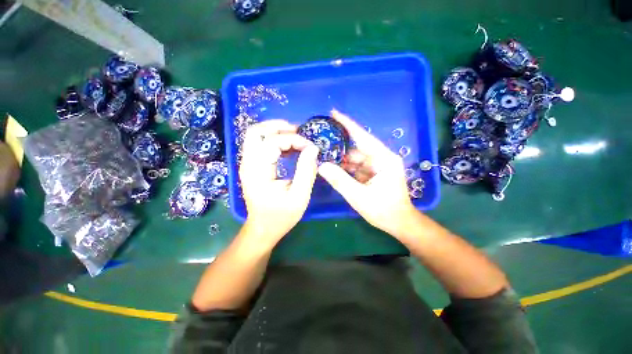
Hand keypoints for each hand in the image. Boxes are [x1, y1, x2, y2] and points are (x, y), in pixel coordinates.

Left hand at [239, 120, 319, 247]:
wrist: (263, 228)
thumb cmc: (281, 216)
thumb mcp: (299, 197)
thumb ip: (307, 171)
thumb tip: (313, 149)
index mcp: (257, 171)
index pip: (272, 142)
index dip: (293, 139)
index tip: (310, 147)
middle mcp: (248, 163)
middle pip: (255, 131)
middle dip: (278, 126)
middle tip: (298, 131)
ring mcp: (248, 164)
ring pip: (256, 135)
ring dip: (276, 132)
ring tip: (296, 138)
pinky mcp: (252, 166)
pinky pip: (260, 145)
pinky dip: (275, 141)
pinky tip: (289, 148)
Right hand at [318, 110, 417, 236]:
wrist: (399, 223)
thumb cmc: (384, 210)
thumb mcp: (359, 197)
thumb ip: (340, 180)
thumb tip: (321, 166)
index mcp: (384, 159)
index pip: (363, 137)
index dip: (348, 124)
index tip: (333, 113)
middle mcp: (381, 158)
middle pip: (357, 148)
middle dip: (339, 146)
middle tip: (321, 142)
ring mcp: (377, 165)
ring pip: (355, 158)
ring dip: (341, 159)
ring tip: (323, 156)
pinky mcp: (373, 172)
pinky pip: (356, 166)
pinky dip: (345, 167)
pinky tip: (333, 168)